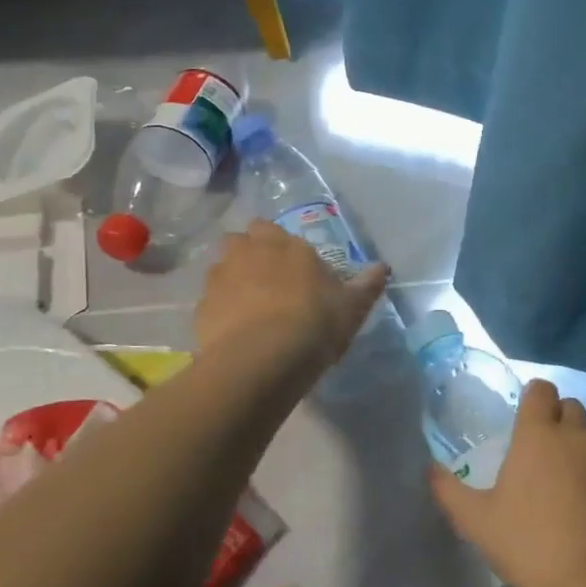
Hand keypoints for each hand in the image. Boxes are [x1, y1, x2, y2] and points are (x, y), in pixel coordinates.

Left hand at [195, 220, 389, 366]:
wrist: (264, 358)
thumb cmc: (315, 323)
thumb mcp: (352, 306)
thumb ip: (367, 284)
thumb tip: (383, 267)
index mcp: (283, 244)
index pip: (269, 228)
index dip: (276, 245)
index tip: (289, 266)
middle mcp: (247, 251)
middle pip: (239, 241)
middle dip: (247, 254)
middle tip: (264, 282)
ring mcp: (219, 278)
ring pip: (220, 269)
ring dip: (231, 281)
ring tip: (247, 310)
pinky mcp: (201, 308)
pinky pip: (210, 303)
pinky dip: (219, 313)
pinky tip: (233, 334)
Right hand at [430, 380, 585, 586]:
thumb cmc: (531, 548)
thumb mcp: (476, 522)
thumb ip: (448, 490)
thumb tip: (429, 469)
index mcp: (540, 435)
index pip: (541, 389)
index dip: (532, 399)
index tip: (523, 423)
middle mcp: (580, 438)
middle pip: (572, 408)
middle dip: (558, 421)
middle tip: (542, 456)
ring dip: (583, 453)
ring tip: (570, 490)